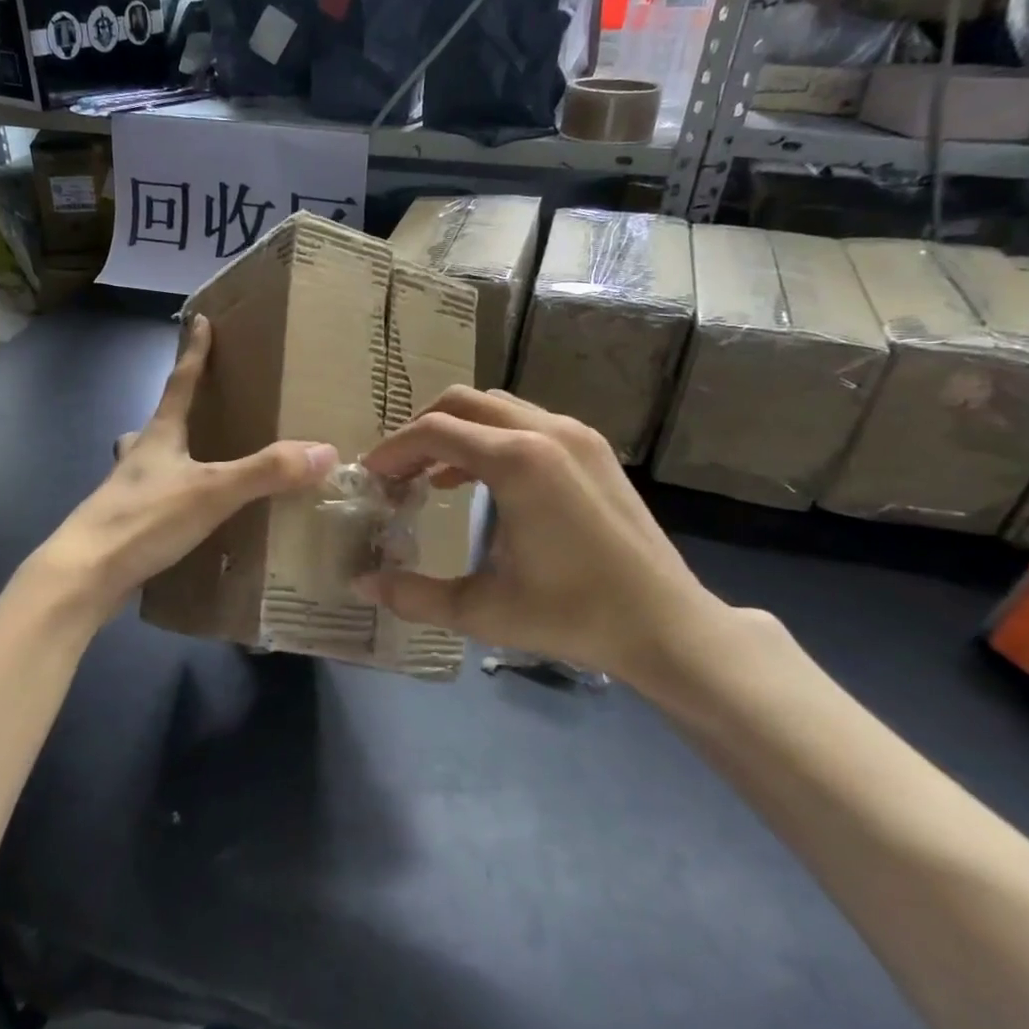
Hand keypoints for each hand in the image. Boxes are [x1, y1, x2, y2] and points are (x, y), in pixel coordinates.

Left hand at [41, 314, 336, 618]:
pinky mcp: (123, 526)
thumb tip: (324, 451)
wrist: (84, 574)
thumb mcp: (212, 492)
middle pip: (157, 423)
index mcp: (158, 437)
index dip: (194, 352)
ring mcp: (125, 492)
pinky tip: (183, 518)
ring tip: (190, 465)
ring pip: (147, 462)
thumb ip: (266, 472)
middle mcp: (138, 457)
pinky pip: (151, 501)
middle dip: (176, 411)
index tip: (199, 320)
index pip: (179, 383)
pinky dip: (169, 500)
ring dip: (166, 456)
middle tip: (196, 408)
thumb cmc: (144, 519)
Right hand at [355, 387, 728, 691]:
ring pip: (495, 407)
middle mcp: (545, 431)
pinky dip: (490, 438)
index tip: (371, 477)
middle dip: (420, 431)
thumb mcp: (484, 610)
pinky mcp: (593, 448)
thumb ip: (415, 595)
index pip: (434, 431)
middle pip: (461, 403)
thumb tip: (361, 585)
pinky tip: (479, 481)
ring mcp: (575, 434)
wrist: (667, 625)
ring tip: (432, 475)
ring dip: (456, 431)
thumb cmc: (572, 616)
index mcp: (517, 462)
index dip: (393, 450)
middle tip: (398, 472)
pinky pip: (525, 422)